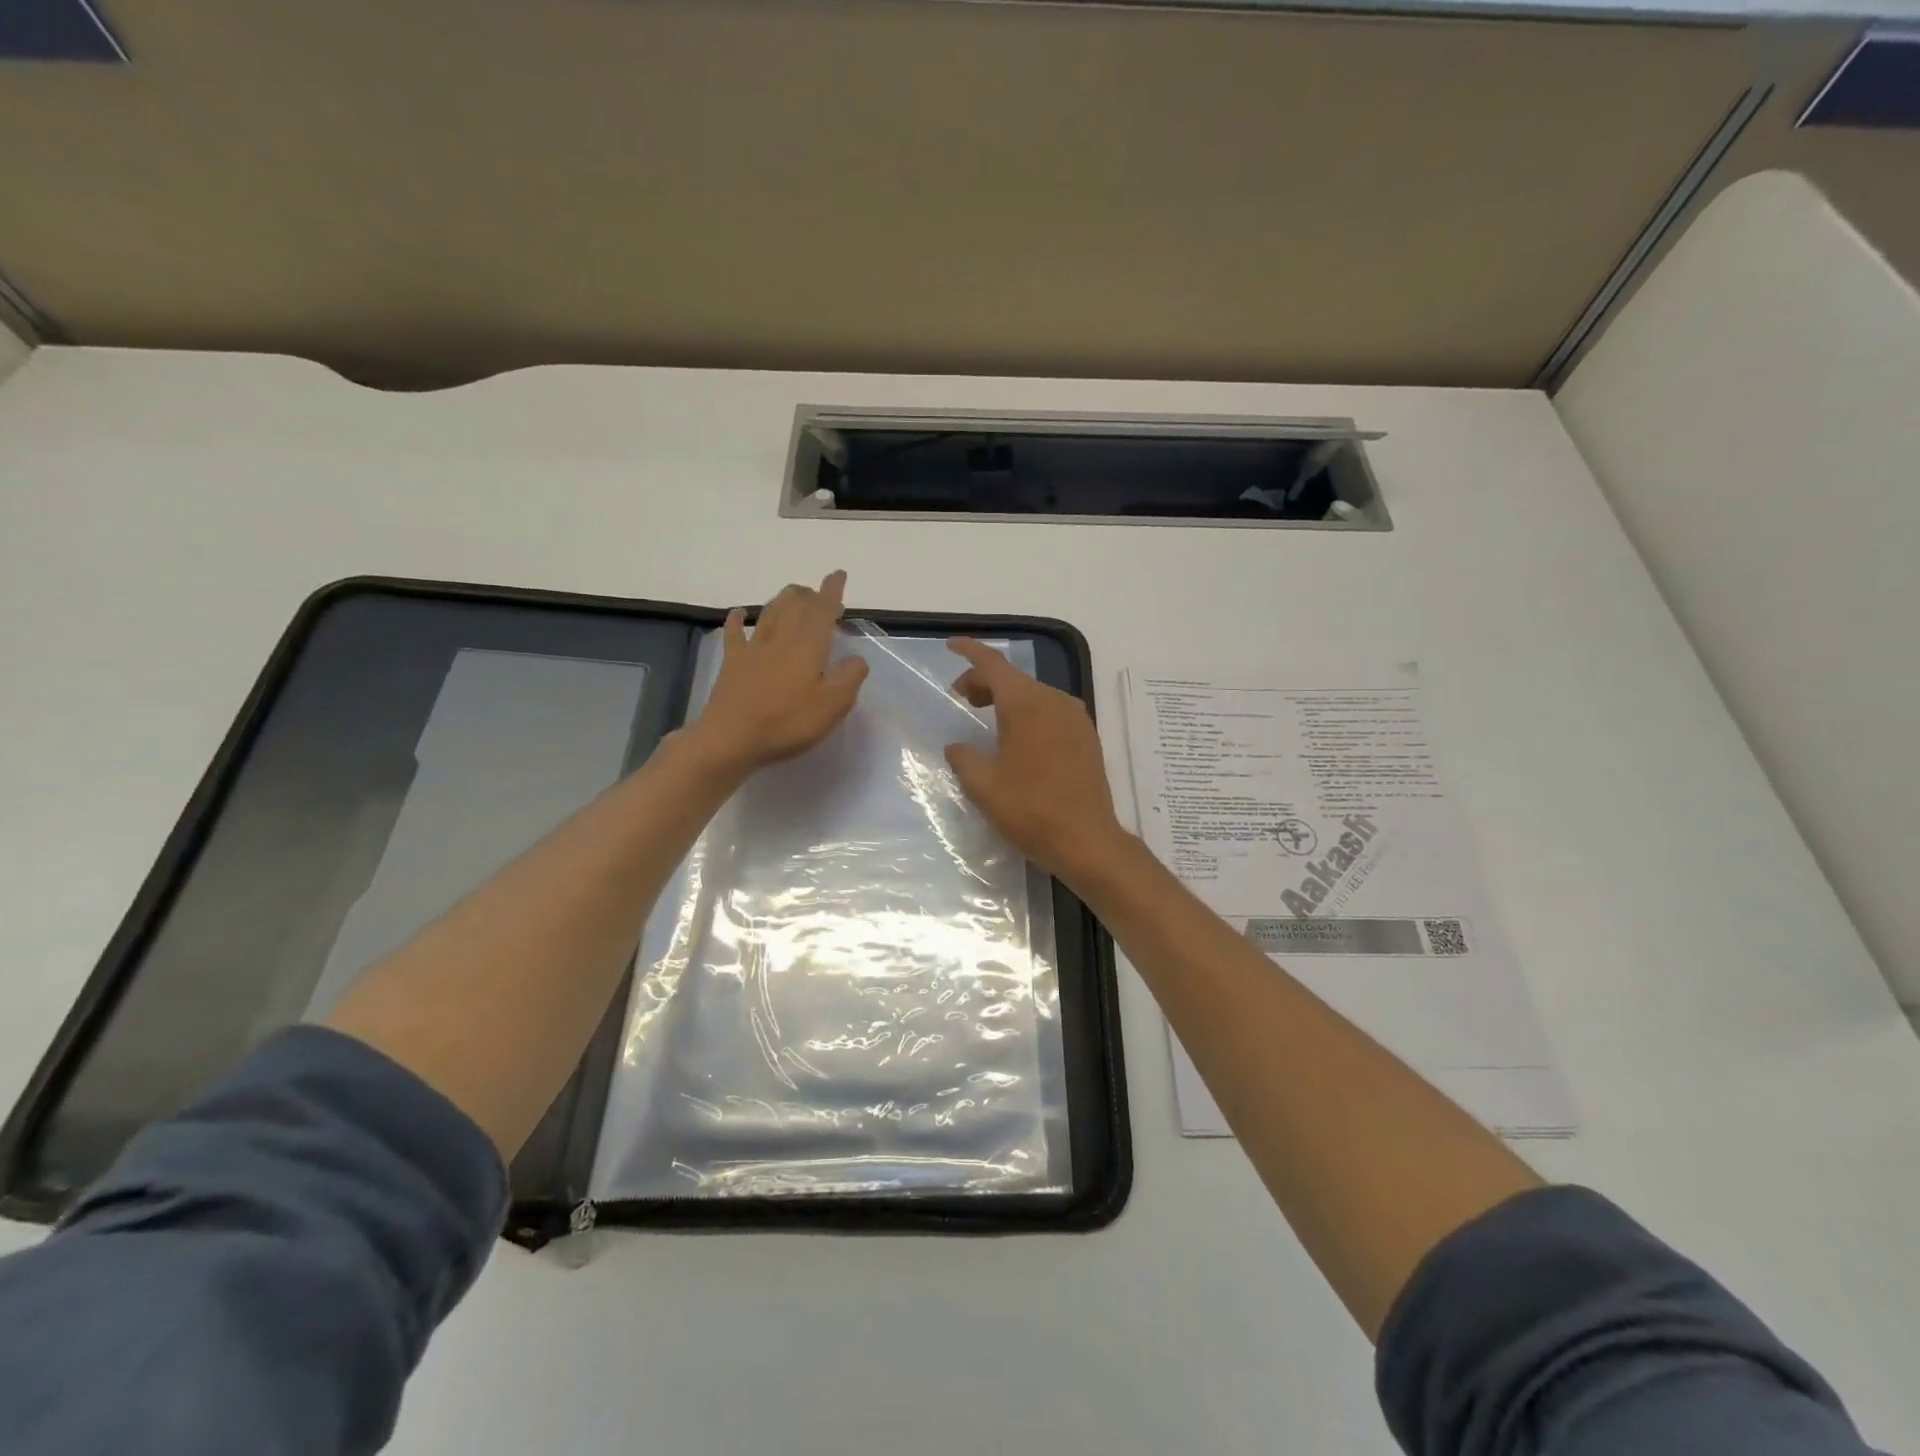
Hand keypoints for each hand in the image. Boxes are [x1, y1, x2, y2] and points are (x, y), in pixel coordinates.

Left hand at [692, 571, 868, 773]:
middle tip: (819, 594)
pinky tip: (740, 612)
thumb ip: (850, 677)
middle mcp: (781, 637)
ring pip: (770, 611)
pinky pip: (735, 632)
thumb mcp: (833, 705)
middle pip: (795, 604)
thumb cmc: (788, 722)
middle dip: (810, 594)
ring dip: (784, 599)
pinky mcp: (733, 662)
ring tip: (794, 595)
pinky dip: (739, 618)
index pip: (823, 610)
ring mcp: (754, 648)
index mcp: (809, 645)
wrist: (731, 738)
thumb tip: (857, 659)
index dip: (832, 591)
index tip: (838, 575)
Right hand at [943, 637, 1131, 881]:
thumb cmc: (1030, 809)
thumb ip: (964, 758)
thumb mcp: (983, 785)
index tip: (952, 645)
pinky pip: (1051, 711)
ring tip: (986, 717)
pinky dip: (1028, 713)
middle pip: (1014, 679)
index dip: (970, 652)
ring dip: (1007, 698)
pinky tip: (1018, 737)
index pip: (993, 664)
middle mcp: (1054, 700)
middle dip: (984, 682)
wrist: (1087, 840)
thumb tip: (958, 747)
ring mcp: (1075, 718)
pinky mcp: (1087, 737)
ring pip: (1034, 694)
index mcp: (1026, 704)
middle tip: (962, 699)